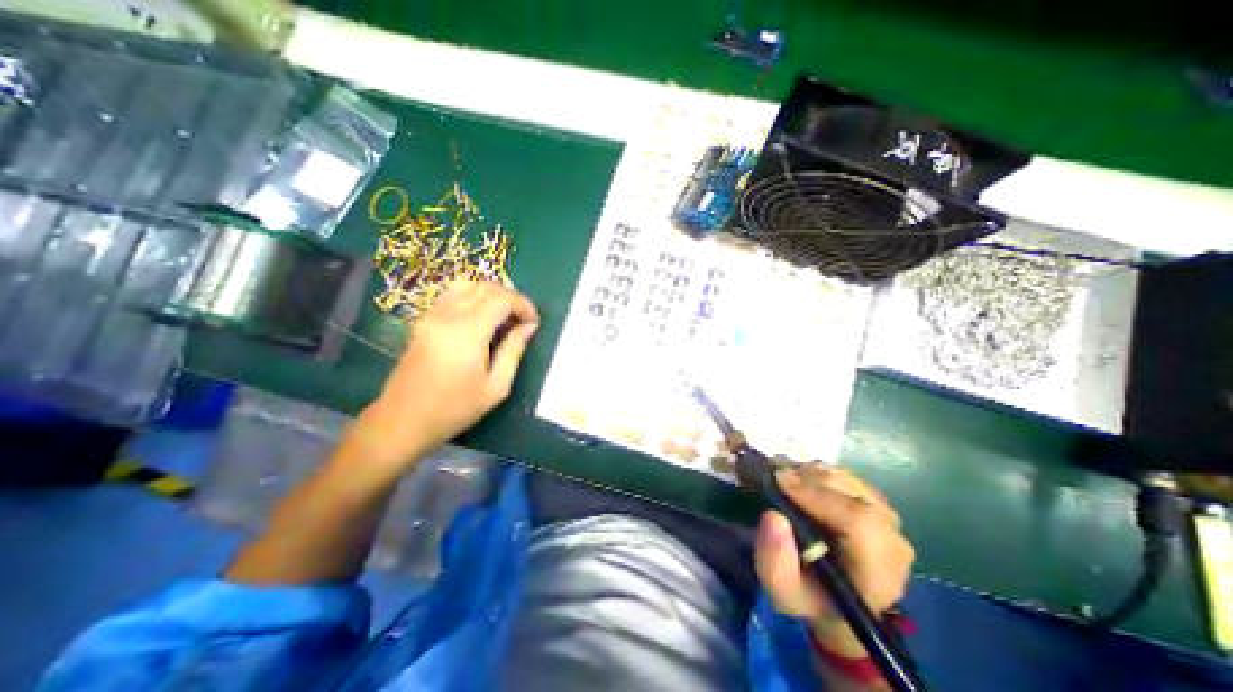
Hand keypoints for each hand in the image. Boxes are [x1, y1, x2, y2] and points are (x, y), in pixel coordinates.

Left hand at [350, 280, 538, 470]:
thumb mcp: (496, 386)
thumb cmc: (454, 409)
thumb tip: (528, 327)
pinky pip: (453, 294)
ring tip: (504, 315)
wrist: (402, 420)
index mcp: (467, 331)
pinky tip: (482, 317)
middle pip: (485, 287)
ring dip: (491, 294)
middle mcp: (448, 315)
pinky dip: (473, 296)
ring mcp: (431, 315)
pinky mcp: (423, 320)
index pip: (502, 299)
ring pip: (467, 284)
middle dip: (510, 297)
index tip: (534, 322)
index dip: (523, 305)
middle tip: (523, 319)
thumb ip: (514, 351)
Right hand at [752, 467, 912, 656]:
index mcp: (879, 572)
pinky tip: (797, 482)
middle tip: (772, 477)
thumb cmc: (808, 596)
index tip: (779, 484)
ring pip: (844, 477)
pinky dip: (815, 472)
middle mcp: (892, 539)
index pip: (860, 522)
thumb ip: (775, 561)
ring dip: (808, 473)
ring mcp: (886, 516)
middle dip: (806, 479)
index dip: (817, 496)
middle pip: (849, 491)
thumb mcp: (782, 591)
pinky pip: (843, 474)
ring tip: (782, 480)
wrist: (833, 597)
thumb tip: (774, 516)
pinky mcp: (874, 500)